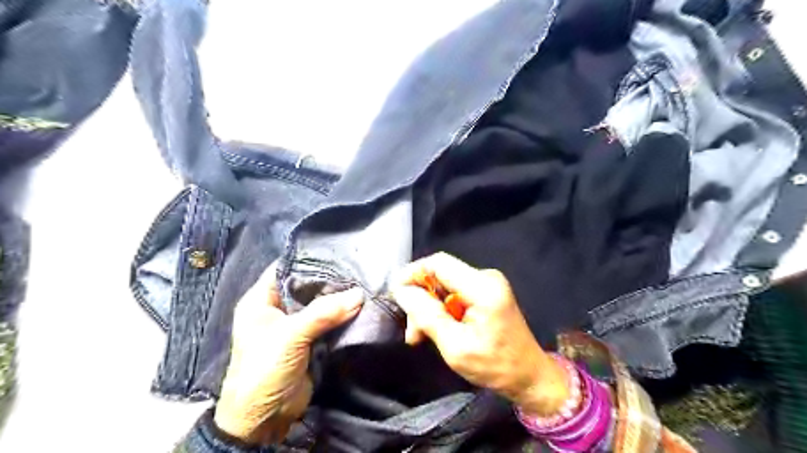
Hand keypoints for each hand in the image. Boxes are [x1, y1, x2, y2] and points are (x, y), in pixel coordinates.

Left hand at [213, 264, 365, 443]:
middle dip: (330, 280)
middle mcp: (278, 308)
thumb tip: (359, 294)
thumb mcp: (290, 336)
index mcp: (261, 300)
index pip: (286, 269)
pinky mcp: (310, 340)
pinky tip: (361, 305)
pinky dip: (342, 316)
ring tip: (364, 283)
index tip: (338, 253)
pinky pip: (328, 322)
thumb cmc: (264, 369)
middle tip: (358, 269)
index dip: (308, 259)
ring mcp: (295, 325)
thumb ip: (324, 313)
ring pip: (320, 304)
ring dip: (339, 299)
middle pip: (306, 286)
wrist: (264, 419)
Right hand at [395, 253, 569, 415]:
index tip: (395, 293)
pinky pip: (454, 292)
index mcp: (483, 288)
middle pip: (440, 274)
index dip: (413, 273)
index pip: (439, 263)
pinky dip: (441, 309)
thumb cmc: (495, 366)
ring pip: (444, 285)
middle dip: (420, 298)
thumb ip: (427, 316)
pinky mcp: (486, 292)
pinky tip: (435, 329)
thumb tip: (402, 291)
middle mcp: (486, 277)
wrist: (529, 376)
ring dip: (429, 307)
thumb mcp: (455, 346)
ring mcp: (487, 283)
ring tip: (419, 335)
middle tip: (411, 329)